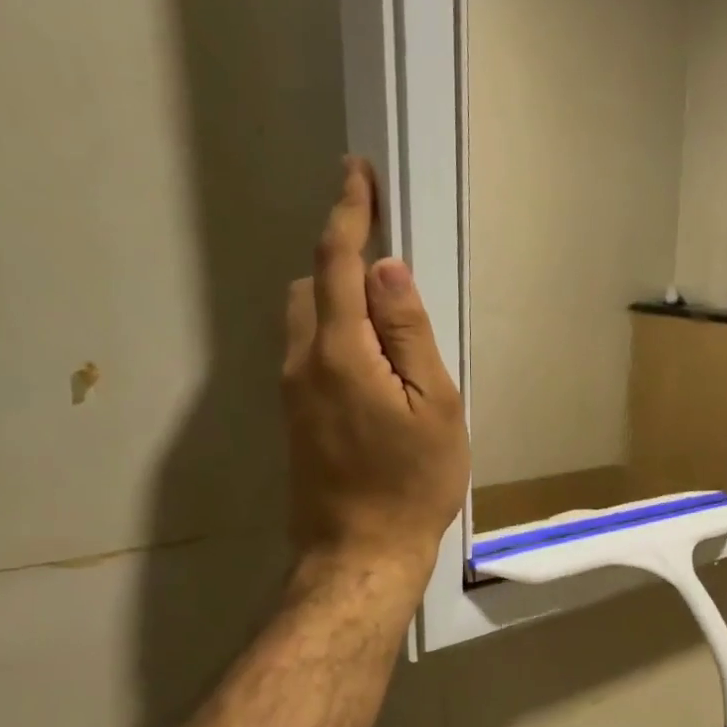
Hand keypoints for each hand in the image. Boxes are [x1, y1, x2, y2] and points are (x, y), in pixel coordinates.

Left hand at [283, 157, 468, 586]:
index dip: (348, 212)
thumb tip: (387, 271)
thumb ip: (409, 334)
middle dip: (344, 262)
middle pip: (313, 285)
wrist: (360, 553)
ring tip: (391, 333)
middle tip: (393, 278)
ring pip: (306, 319)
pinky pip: (308, 352)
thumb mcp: (434, 406)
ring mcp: (291, 391)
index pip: (339, 263)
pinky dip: (336, 337)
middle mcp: (302, 361)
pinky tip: (374, 370)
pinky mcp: (293, 416)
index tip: (356, 173)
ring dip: (340, 303)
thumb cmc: (413, 483)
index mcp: (341, 352)